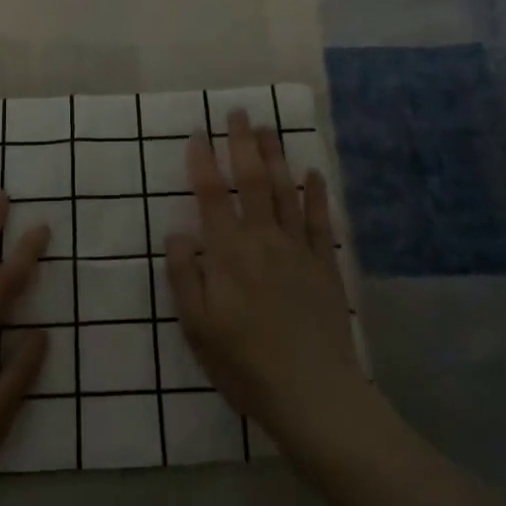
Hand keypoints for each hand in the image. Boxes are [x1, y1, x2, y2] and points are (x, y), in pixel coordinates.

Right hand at [164, 110, 369, 454]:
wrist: (312, 393)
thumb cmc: (245, 363)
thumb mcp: (197, 327)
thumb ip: (185, 275)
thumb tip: (180, 232)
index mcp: (228, 252)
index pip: (212, 194)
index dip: (202, 161)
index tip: (197, 133)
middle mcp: (263, 239)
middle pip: (253, 180)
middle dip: (243, 143)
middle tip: (239, 112)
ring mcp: (298, 249)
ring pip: (286, 191)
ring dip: (276, 156)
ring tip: (269, 128)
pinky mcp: (325, 265)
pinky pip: (320, 220)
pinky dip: (316, 193)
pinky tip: (313, 172)